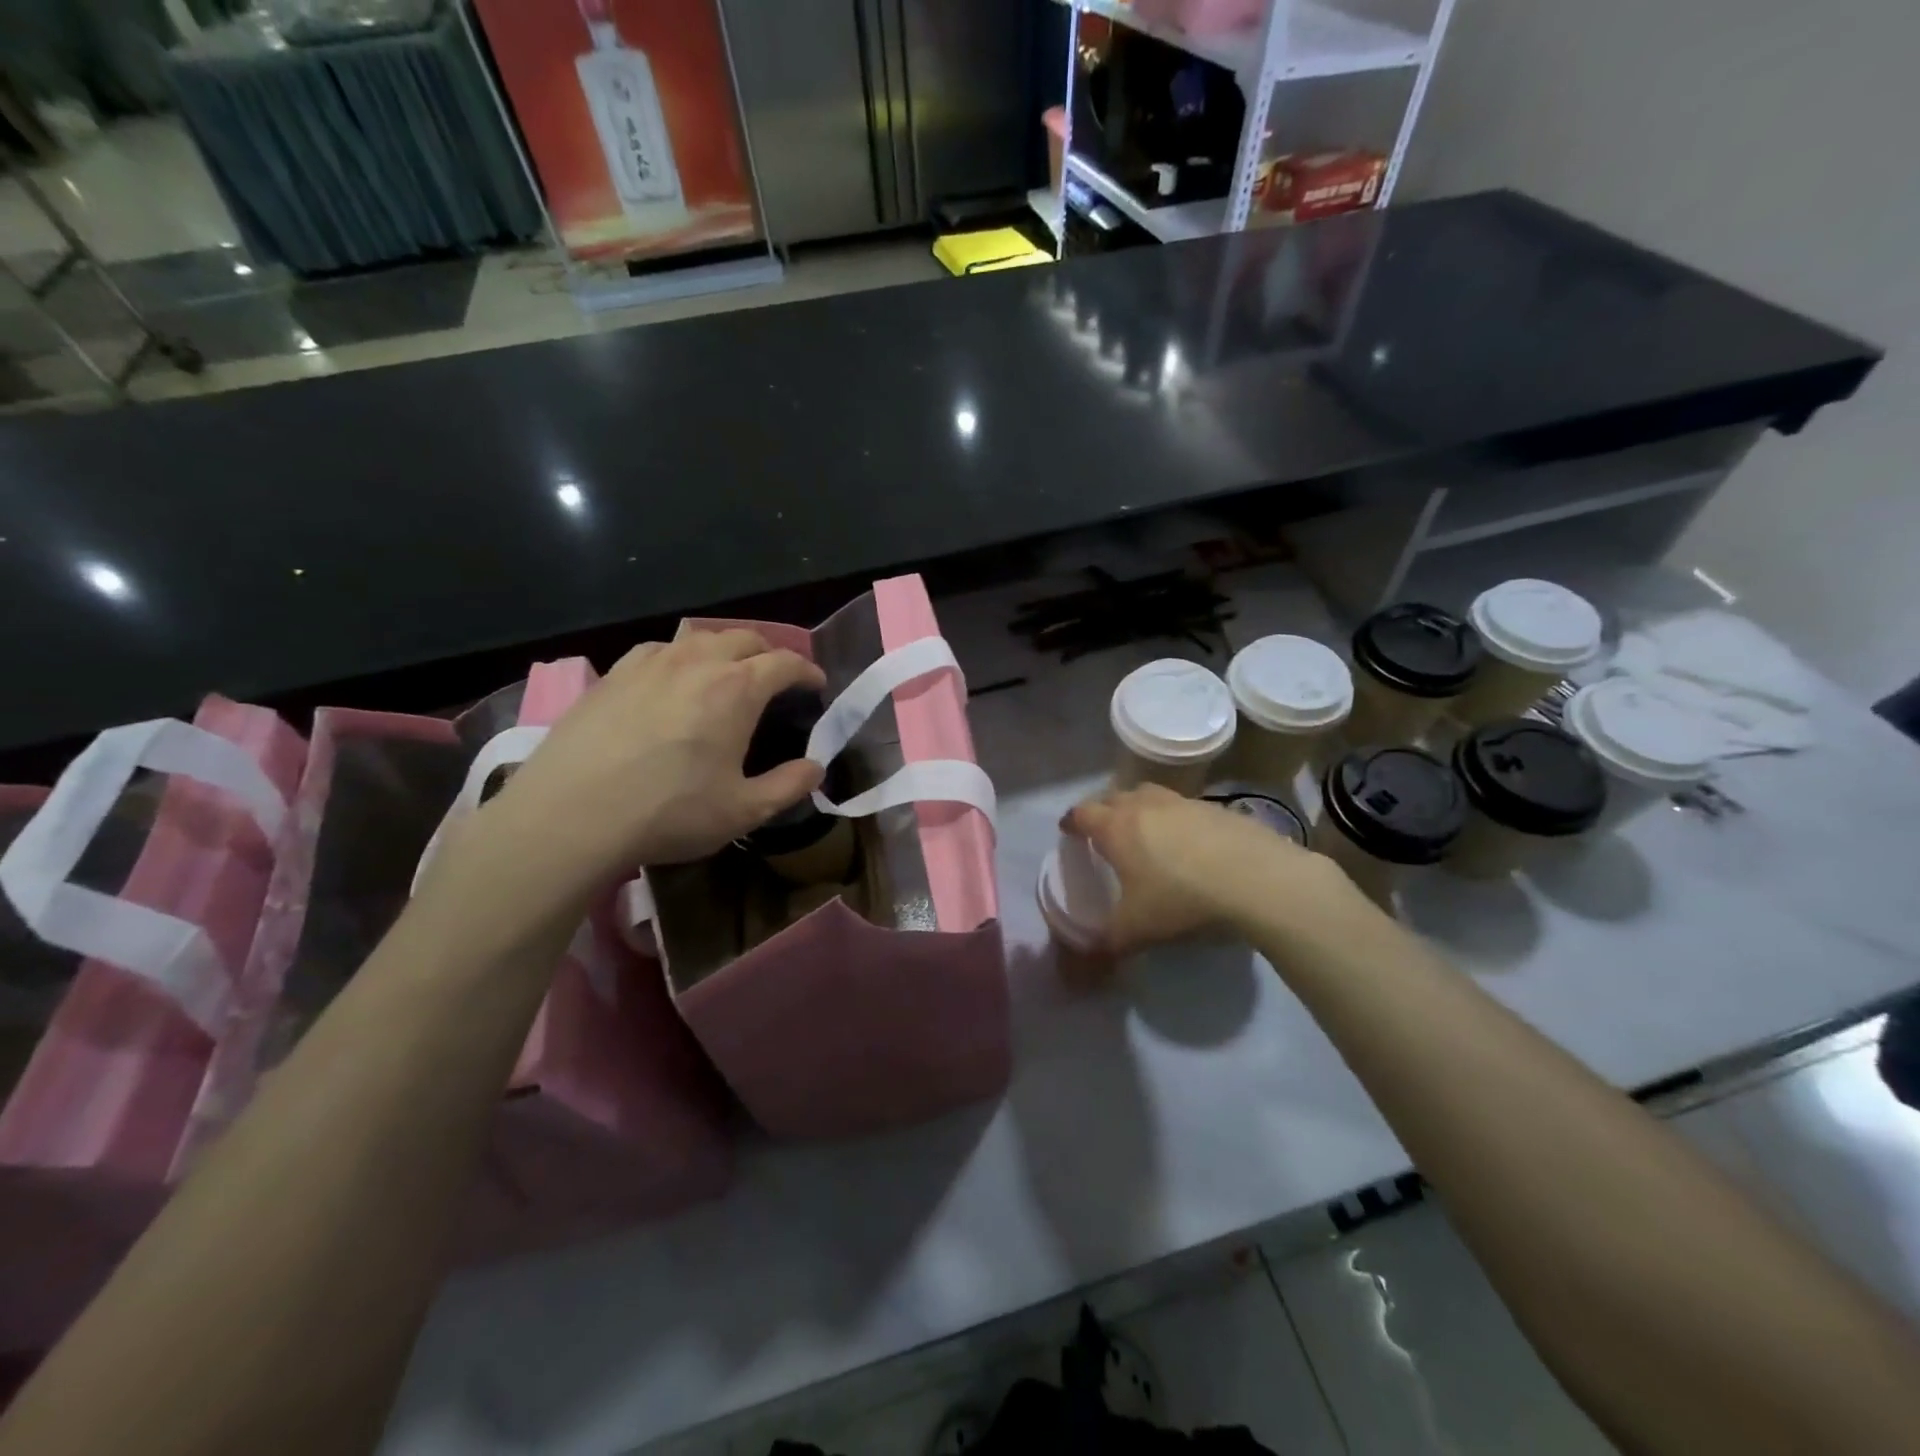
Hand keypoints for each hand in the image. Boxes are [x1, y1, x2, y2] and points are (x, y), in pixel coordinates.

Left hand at [477, 630, 825, 895]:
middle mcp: (696, 662)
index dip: (806, 671)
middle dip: (769, 652)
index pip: (784, 663)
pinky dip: (681, 657)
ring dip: (725, 648)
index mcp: (736, 688)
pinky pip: (659, 650)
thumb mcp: (743, 811)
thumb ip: (788, 786)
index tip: (816, 684)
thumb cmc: (668, 812)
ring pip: (699, 637)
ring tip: (727, 673)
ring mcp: (649, 663)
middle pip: (744, 638)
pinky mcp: (612, 675)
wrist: (570, 815)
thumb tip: (815, 768)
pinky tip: (672, 680)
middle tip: (776, 677)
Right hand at [1066, 784, 1357, 952]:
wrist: (1256, 879)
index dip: (1072, 822)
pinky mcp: (1217, 809)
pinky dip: (1177, 820)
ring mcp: (1183, 803)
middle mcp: (1145, 806)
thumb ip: (1104, 946)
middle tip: (1104, 832)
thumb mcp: (1135, 931)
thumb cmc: (1181, 900)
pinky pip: (1185, 808)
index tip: (1068, 830)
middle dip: (1104, 811)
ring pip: (1151, 795)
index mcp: (1116, 828)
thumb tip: (1080, 968)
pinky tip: (1189, 844)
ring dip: (1141, 808)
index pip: (1083, 813)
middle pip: (1115, 797)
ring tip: (1145, 831)